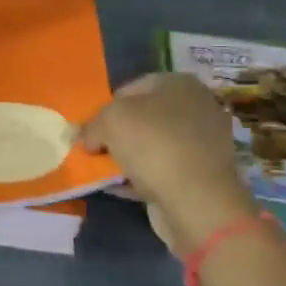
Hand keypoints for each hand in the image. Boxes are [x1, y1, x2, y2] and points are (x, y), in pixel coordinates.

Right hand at [78, 73, 253, 252]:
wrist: (197, 202)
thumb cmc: (154, 146)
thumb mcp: (109, 122)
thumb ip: (90, 125)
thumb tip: (83, 137)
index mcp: (179, 84)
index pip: (130, 88)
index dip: (105, 108)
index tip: (90, 131)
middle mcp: (196, 107)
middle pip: (143, 117)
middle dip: (117, 134)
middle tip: (95, 150)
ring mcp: (203, 143)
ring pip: (152, 145)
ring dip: (127, 157)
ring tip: (104, 171)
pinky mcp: (202, 175)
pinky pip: (162, 171)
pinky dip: (141, 178)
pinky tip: (119, 188)